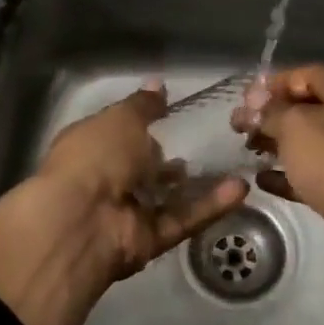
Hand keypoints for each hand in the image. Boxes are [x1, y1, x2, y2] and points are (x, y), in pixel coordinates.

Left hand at [0, 82, 247, 324]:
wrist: (83, 220)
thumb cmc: (97, 155)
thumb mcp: (122, 118)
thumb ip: (144, 105)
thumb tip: (157, 84)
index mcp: (89, 146)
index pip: (117, 132)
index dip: (140, 123)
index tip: (169, 114)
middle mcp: (104, 179)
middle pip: (139, 168)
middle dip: (165, 159)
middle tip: (202, 142)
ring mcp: (125, 213)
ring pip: (165, 198)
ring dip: (194, 185)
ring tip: (230, 164)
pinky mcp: (147, 240)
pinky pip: (182, 220)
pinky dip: (209, 206)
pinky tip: (240, 189)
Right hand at [234, 65, 323, 283]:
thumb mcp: (295, 127)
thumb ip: (270, 111)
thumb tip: (253, 102)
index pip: (301, 74)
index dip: (268, 87)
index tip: (241, 104)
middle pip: (305, 107)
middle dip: (270, 116)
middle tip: (237, 129)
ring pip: (309, 140)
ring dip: (277, 144)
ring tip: (246, 151)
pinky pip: (315, 171)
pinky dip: (289, 173)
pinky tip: (262, 179)